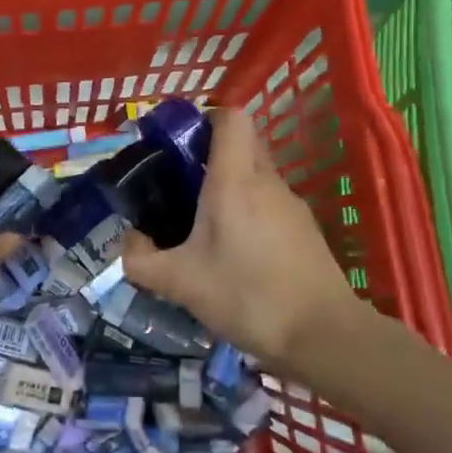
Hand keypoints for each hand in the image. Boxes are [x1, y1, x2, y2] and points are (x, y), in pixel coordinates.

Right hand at [123, 109, 358, 369]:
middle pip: (242, 143)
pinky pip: (269, 203)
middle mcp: (267, 181)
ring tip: (202, 224)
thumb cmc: (247, 296)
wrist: (322, 334)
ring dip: (230, 186)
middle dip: (210, 154)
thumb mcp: (180, 283)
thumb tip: (129, 241)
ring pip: (256, 175)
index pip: (230, 118)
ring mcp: (291, 204)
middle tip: (180, 184)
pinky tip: (235, 252)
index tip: (179, 143)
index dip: (205, 118)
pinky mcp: (304, 229)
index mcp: (235, 180)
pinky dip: (249, 211)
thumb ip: (142, 260)